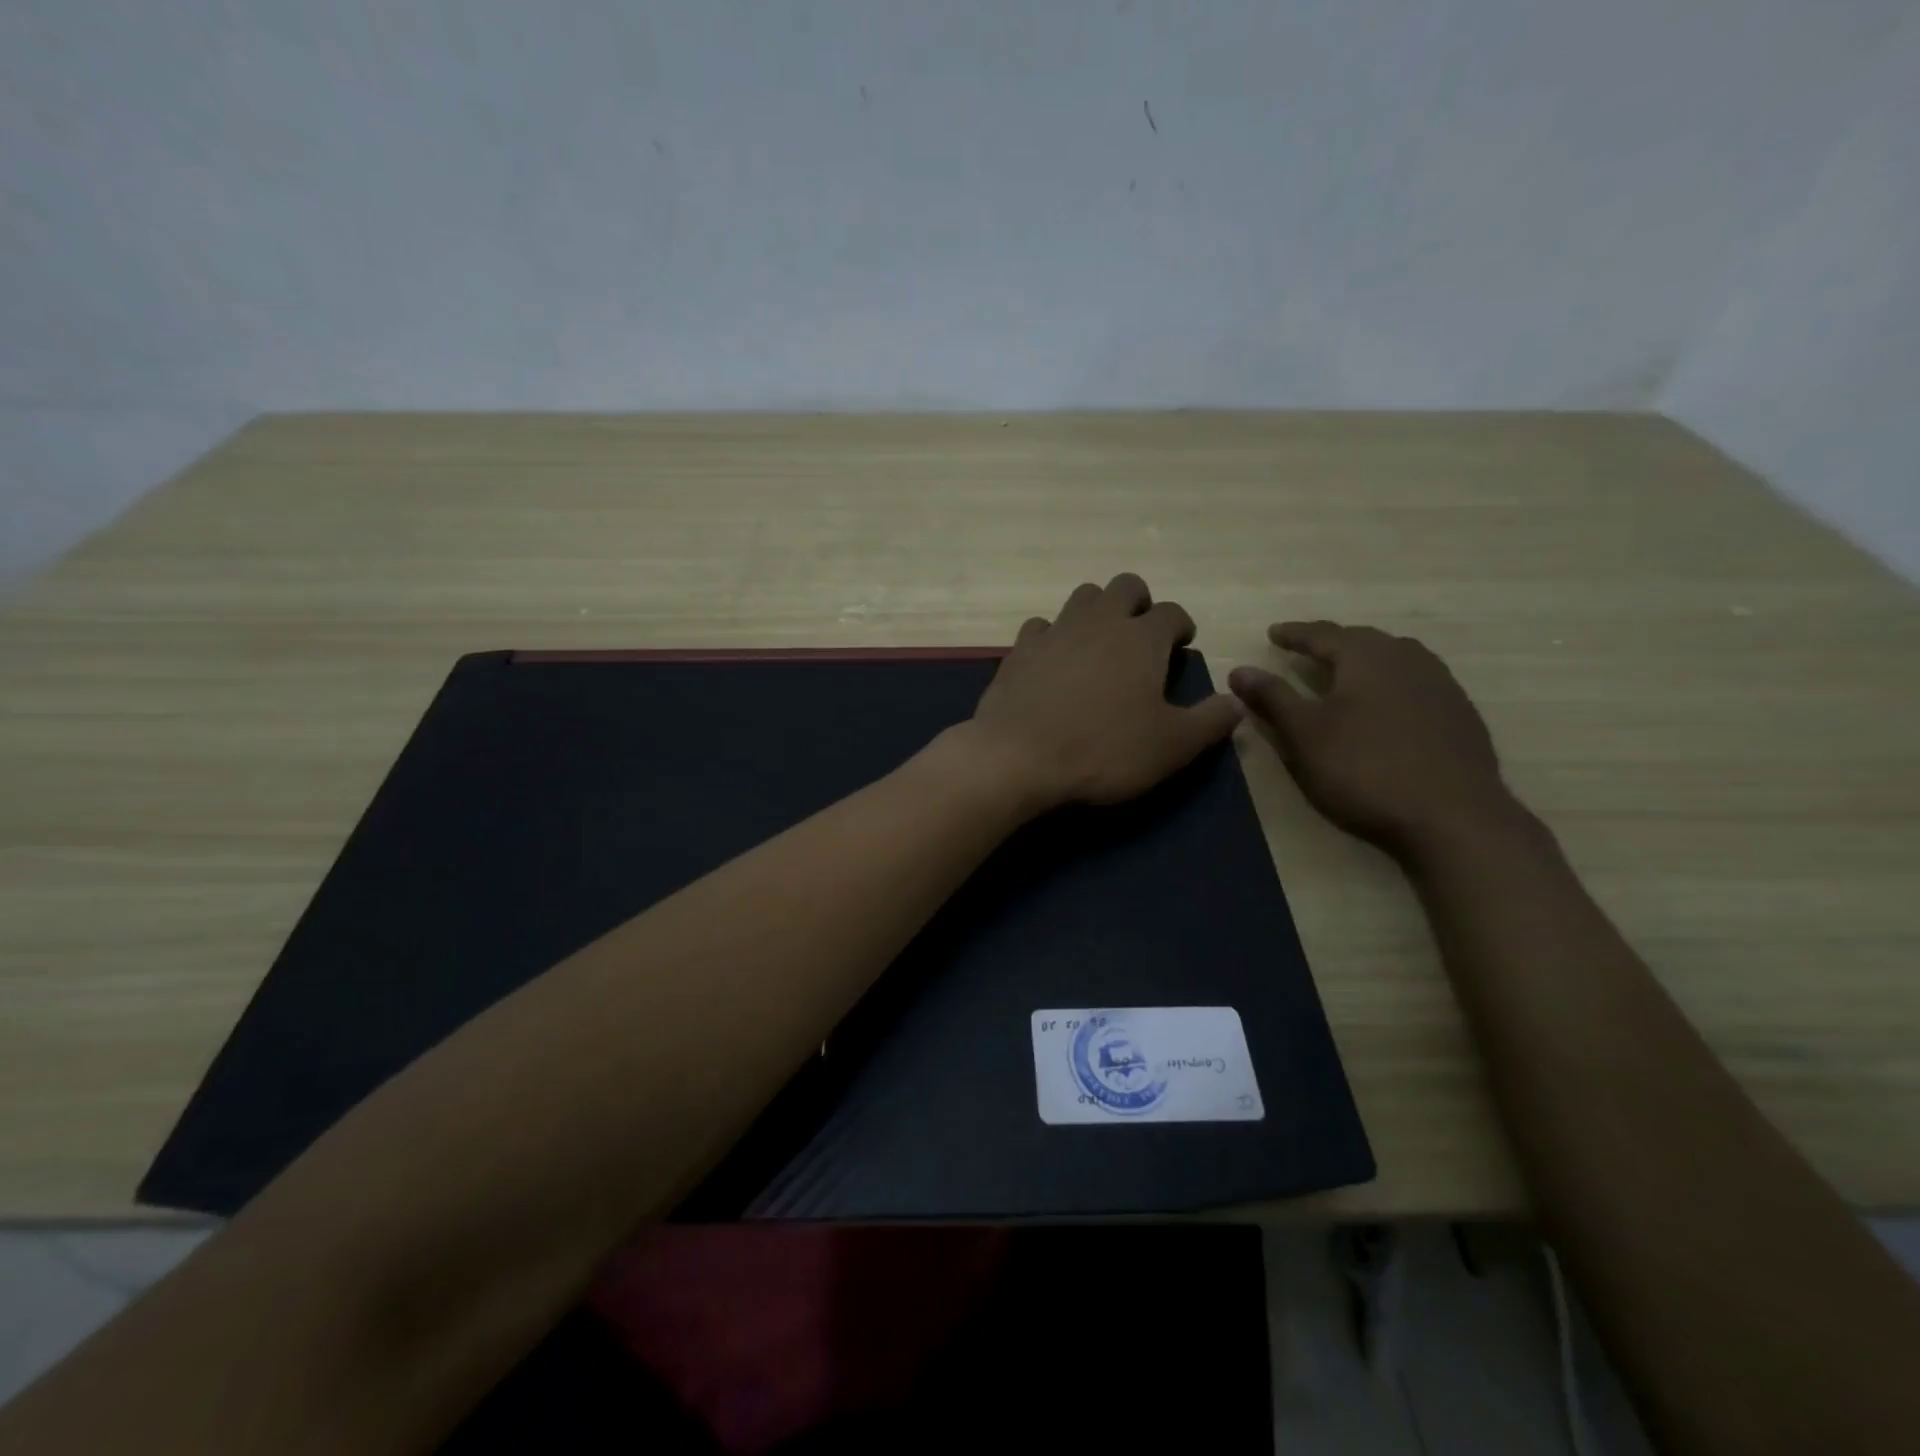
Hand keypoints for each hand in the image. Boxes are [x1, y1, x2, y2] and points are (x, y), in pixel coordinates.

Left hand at [962, 573, 1243, 811]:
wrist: (1018, 757)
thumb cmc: (1104, 751)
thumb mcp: (1172, 746)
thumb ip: (1210, 721)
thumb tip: (1236, 702)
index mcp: (1141, 638)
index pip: (1172, 612)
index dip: (1181, 626)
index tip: (1181, 646)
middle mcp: (1099, 621)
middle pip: (1125, 586)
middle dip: (1139, 603)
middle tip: (1141, 637)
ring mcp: (1055, 631)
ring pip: (1082, 596)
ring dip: (1097, 611)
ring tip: (1099, 645)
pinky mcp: (1019, 650)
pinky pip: (1041, 626)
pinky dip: (1053, 636)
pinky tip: (1054, 661)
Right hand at [1228, 621, 1519, 857]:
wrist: (1452, 815)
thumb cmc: (1364, 768)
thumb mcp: (1304, 734)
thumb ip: (1272, 697)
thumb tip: (1239, 670)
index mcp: (1366, 657)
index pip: (1323, 634)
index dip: (1295, 634)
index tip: (1273, 633)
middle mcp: (1407, 658)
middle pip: (1363, 639)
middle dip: (1332, 642)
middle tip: (1308, 648)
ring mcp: (1440, 684)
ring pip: (1396, 657)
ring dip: (1365, 659)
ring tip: (1347, 669)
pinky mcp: (1459, 713)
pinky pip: (1417, 681)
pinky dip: (1391, 682)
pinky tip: (1387, 703)